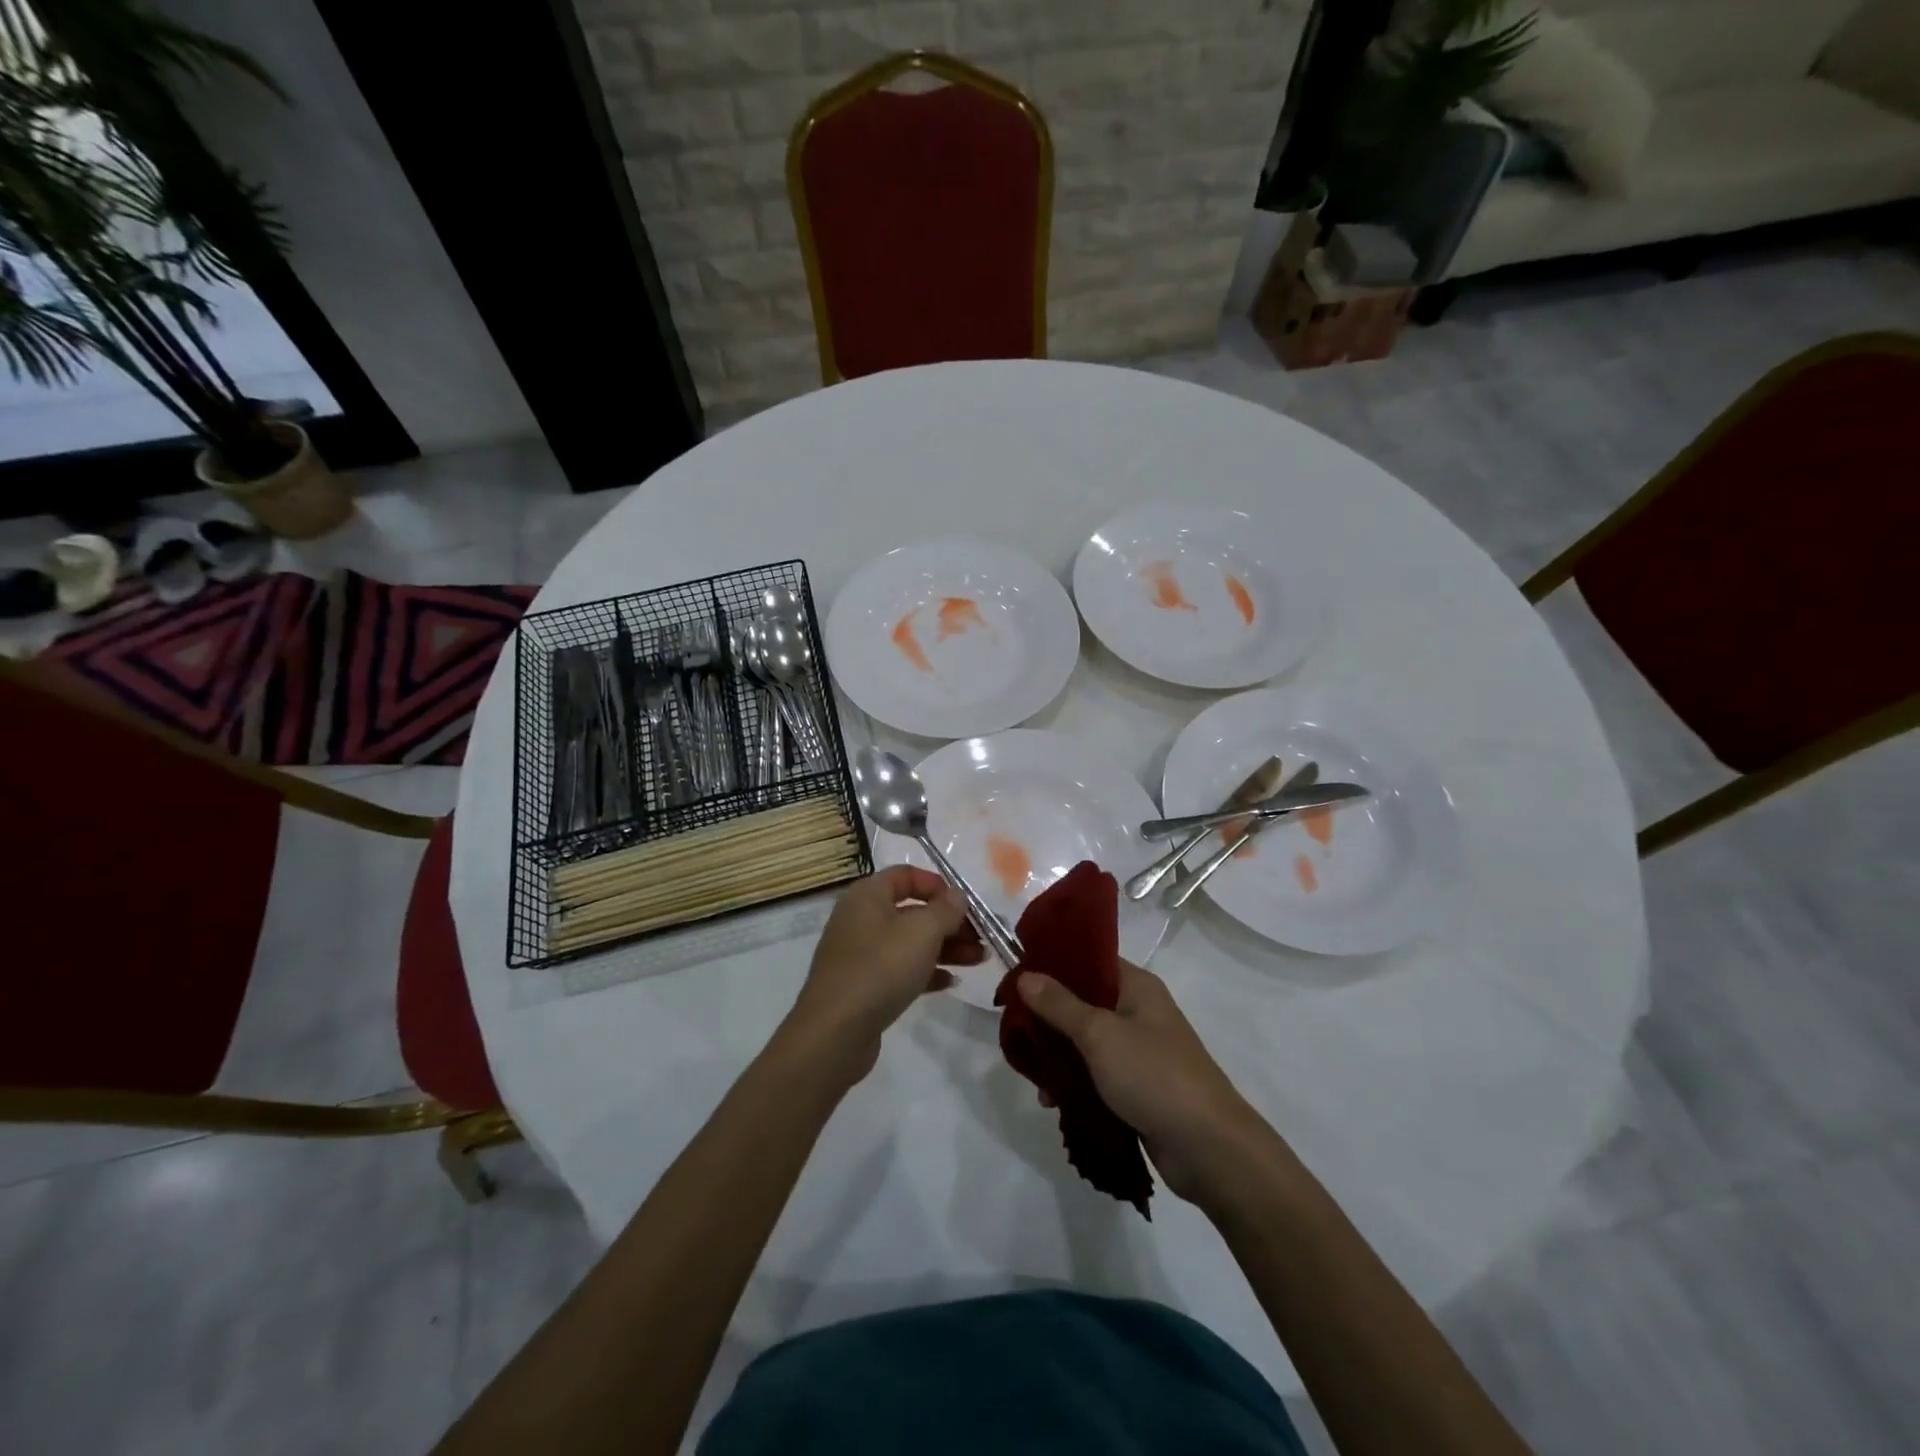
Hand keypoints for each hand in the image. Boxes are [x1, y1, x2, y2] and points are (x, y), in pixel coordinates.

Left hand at [783, 866, 983, 1083]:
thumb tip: (957, 896)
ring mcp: (860, 953)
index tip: (965, 905)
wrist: (834, 1032)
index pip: (906, 875)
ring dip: (946, 948)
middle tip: (981, 939)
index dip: (938, 885)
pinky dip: (926, 971)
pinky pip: (900, 969)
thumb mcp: (922, 932)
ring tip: (979, 961)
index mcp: (868, 895)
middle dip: (950, 923)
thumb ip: (945, 910)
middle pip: (912, 910)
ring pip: (910, 942)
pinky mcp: (864, 985)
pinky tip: (951, 982)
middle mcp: (861, 918)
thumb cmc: (880, 968)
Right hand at [1015, 961, 1269, 1204]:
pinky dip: (1075, 1083)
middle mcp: (1139, 1012)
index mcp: (1137, 987)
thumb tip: (1025, 975)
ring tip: (1033, 1076)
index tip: (1015, 977)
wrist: (1209, 1148)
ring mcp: (1139, 1051)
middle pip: (1083, 1002)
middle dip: (1048, 1018)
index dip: (1053, 964)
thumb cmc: (1154, 1075)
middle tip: (1015, 1032)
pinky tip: (1053, 1101)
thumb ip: (1059, 1005)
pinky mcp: (1138, 1087)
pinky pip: (1096, 1074)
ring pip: (1086, 1042)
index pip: (1089, 960)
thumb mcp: (1099, 1034)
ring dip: (1059, 1056)